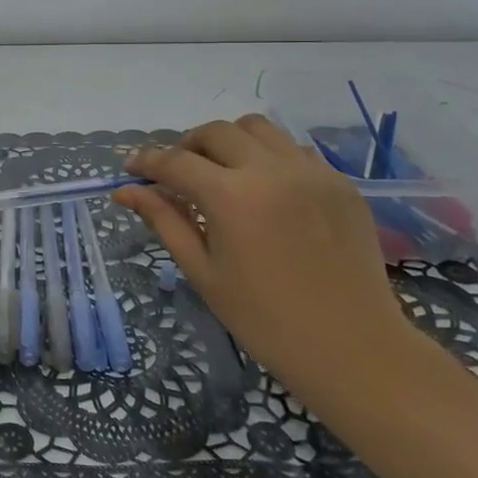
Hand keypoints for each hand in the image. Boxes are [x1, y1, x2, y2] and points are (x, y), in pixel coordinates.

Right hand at [115, 115, 413, 406]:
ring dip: (230, 141)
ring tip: (222, 173)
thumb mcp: (203, 272)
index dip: (147, 161)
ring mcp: (311, 172)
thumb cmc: (265, 320)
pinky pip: (294, 150)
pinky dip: (268, 156)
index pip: (176, 161)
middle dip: (187, 146)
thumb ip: (164, 221)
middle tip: (177, 174)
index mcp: (232, 197)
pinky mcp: (339, 182)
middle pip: (216, 132)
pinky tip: (265, 189)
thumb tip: (125, 190)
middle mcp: (271, 170)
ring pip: (258, 129)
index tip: (131, 167)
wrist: (352, 348)